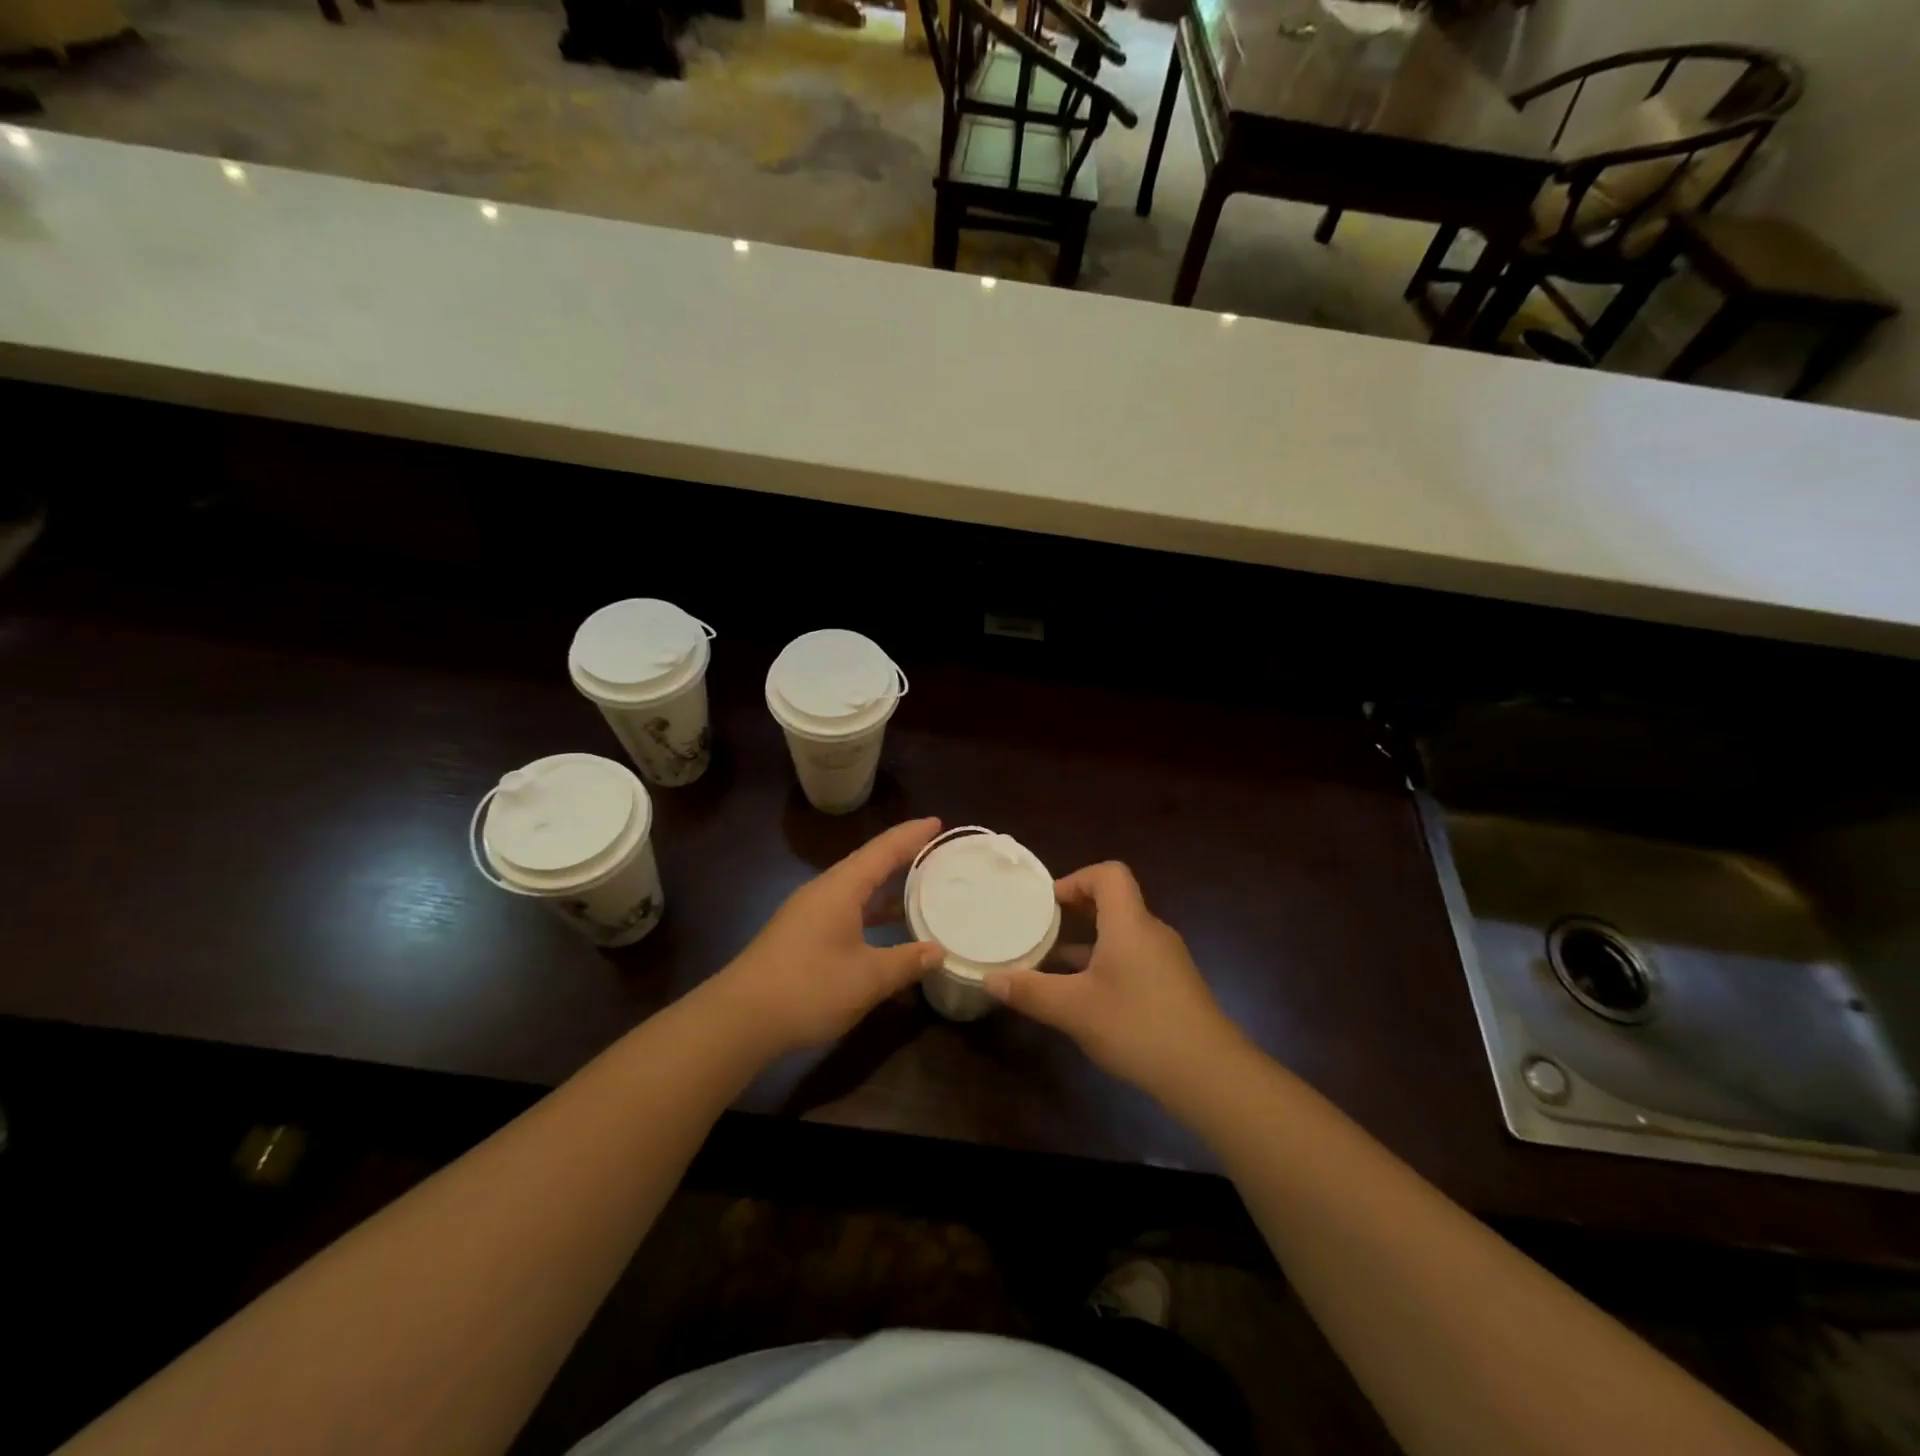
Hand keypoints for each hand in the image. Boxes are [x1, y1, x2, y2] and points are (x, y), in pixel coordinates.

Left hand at [714, 818, 944, 1057]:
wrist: (740, 1019)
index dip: (911, 835)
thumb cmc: (808, 988)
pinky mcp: (800, 935)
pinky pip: (845, 908)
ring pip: (855, 888)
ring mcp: (808, 913)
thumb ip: (906, 961)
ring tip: (920, 885)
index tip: (938, 823)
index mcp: (840, 888)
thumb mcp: (867, 978)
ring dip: (885, 885)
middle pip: (868, 863)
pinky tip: (885, 926)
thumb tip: (939, 950)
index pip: (883, 850)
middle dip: (901, 855)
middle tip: (935, 851)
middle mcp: (823, 892)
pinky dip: (870, 909)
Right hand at [986, 861, 1244, 1098]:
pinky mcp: (1173, 987)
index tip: (1047, 904)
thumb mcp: (1074, 1010)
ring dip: (1088, 942)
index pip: (1109, 874)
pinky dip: (1107, 965)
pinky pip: (1134, 959)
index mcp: (1129, 923)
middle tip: (1041, 929)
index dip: (1076, 879)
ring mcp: (1166, 960)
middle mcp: (1151, 932)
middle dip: (1075, 911)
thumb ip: (1030, 992)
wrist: (1210, 1074)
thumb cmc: (1138, 1026)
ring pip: (1122, 935)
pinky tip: (1087, 999)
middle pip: (1114, 902)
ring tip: (1053, 963)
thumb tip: (990, 979)